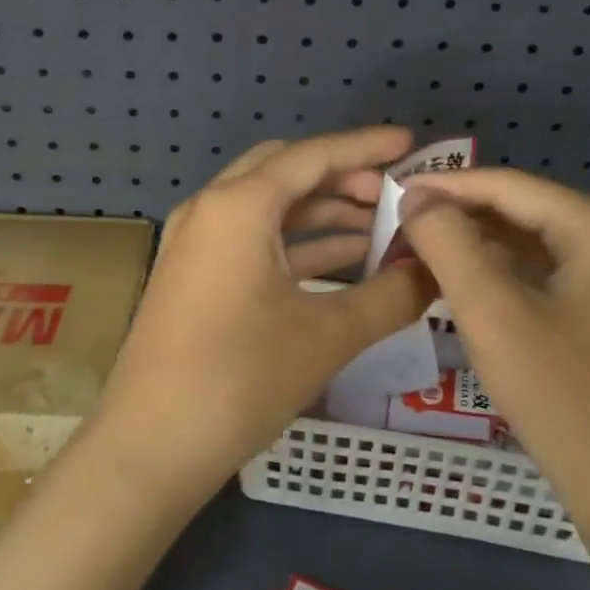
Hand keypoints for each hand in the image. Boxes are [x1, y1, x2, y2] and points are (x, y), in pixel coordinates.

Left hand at [91, 128, 435, 506]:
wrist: (153, 445)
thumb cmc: (241, 378)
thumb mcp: (328, 335)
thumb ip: (391, 296)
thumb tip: (436, 272)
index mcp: (238, 205)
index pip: (312, 156)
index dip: (365, 147)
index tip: (410, 144)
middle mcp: (211, 209)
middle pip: (285, 171)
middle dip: (341, 177)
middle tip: (394, 193)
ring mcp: (196, 242)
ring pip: (268, 207)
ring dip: (321, 212)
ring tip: (381, 227)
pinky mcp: (194, 275)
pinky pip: (252, 240)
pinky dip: (297, 243)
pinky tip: (343, 260)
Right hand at [397, 168, 589, 546]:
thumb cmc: (567, 402)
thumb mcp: (493, 315)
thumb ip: (448, 243)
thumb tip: (416, 197)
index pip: (512, 186)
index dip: (446, 185)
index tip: (391, 191)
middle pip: (526, 212)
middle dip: (461, 218)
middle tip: (400, 228)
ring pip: (537, 244)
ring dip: (480, 247)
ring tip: (422, 253)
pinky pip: (554, 274)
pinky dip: (508, 275)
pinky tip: (467, 284)